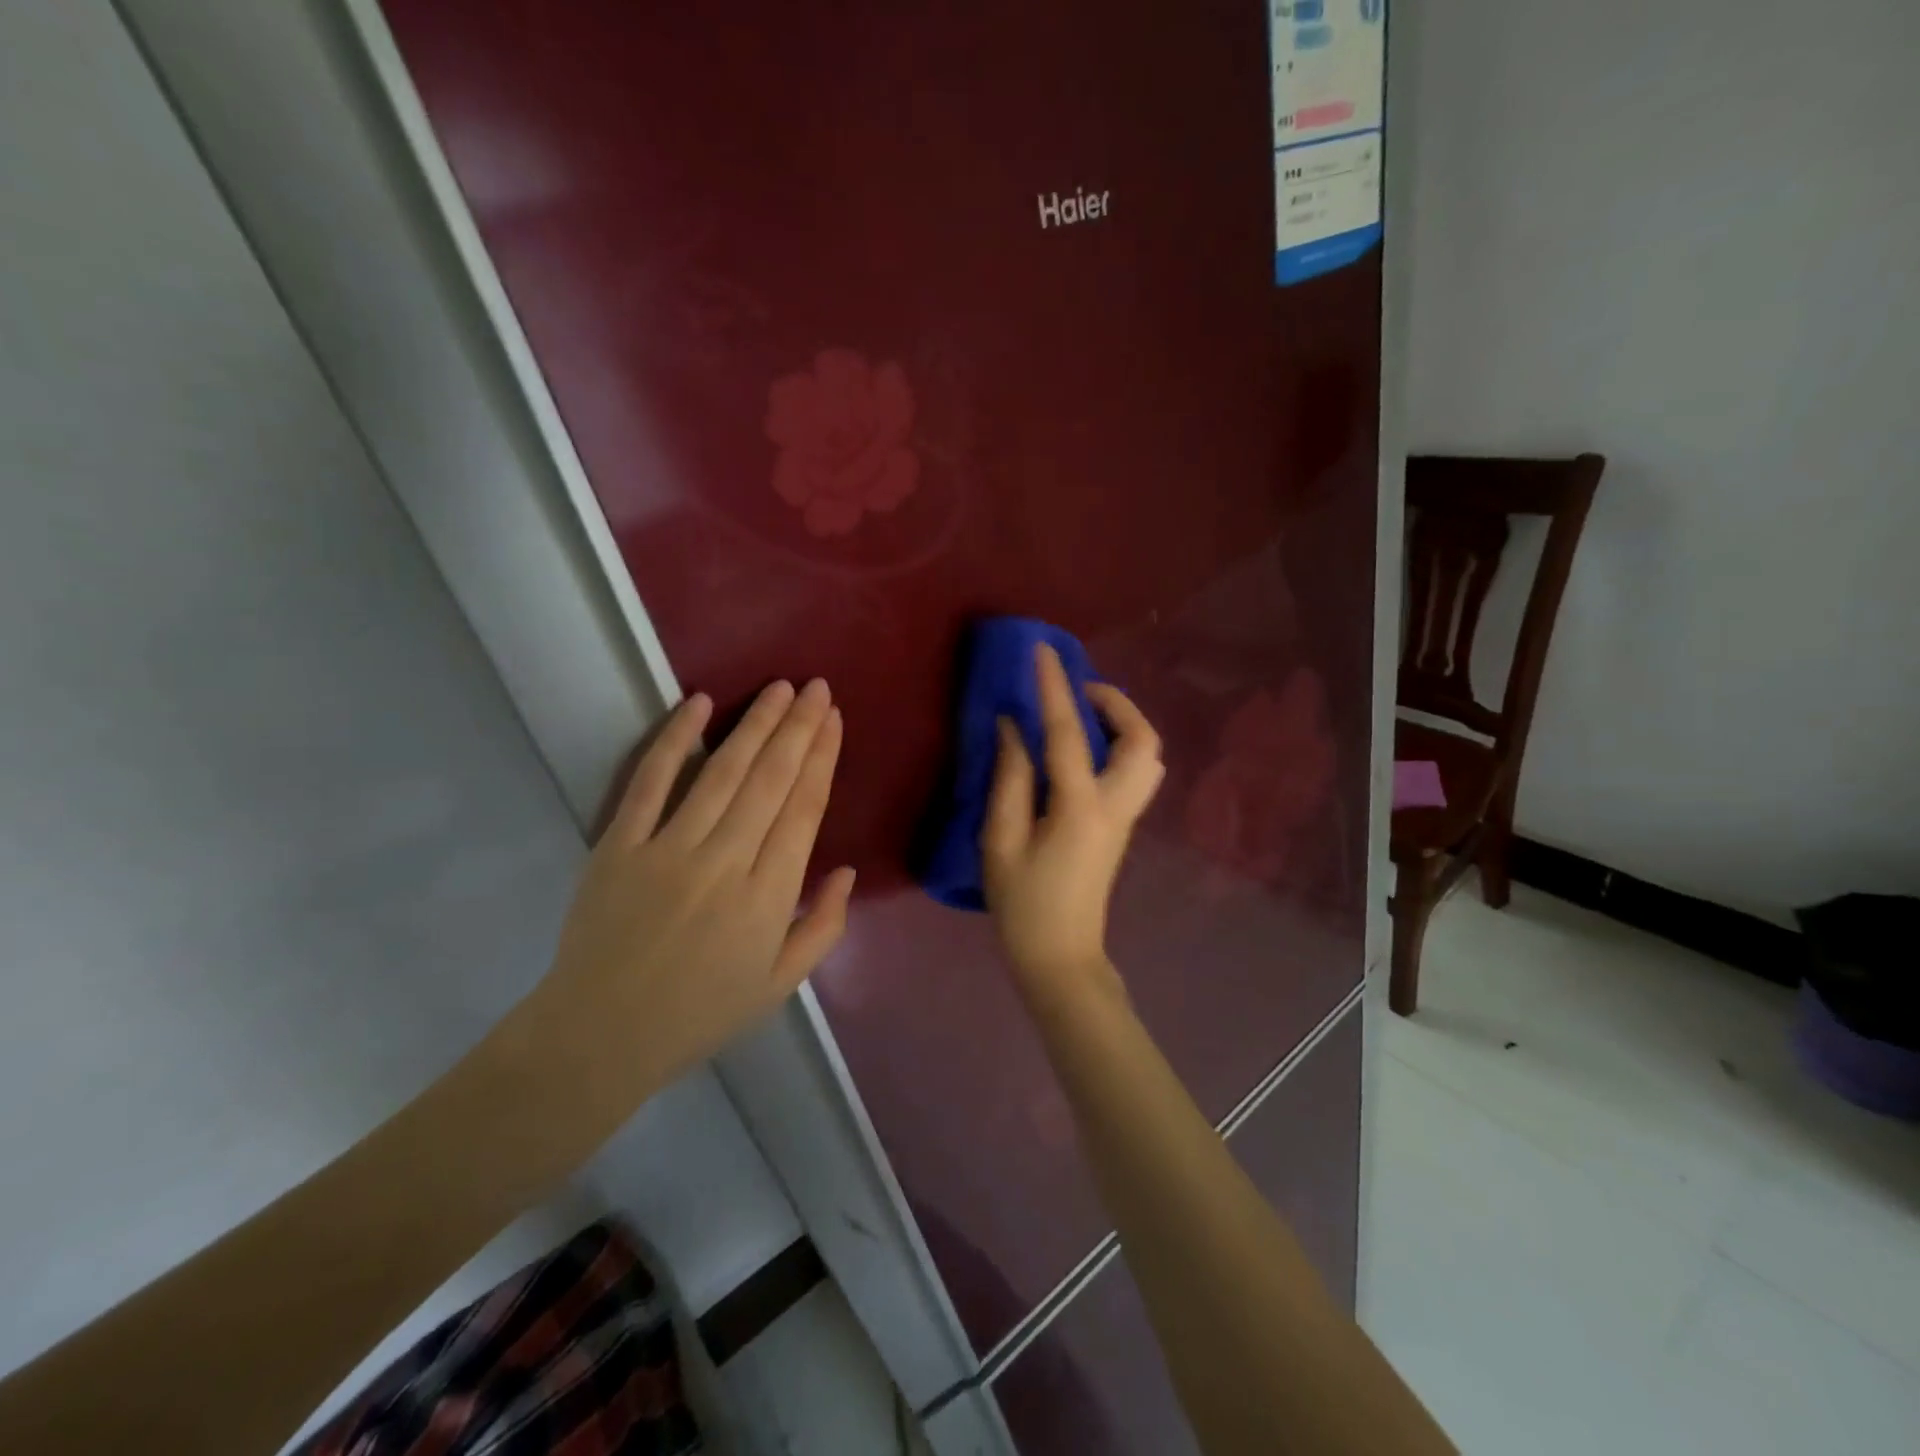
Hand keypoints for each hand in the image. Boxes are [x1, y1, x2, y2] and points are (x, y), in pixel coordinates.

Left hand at [535, 679, 855, 1099]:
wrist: (600, 1037)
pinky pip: (650, 783)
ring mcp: (669, 850)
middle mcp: (725, 862)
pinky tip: (698, 704)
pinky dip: (674, 740)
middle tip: (816, 687)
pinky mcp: (619, 846)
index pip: (804, 809)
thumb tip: (846, 870)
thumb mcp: (779, 986)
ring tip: (779, 688)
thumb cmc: (700, 1014)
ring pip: (722, 772)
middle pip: (771, 780)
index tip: (833, 720)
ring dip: (754, 724)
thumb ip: (823, 927)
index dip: (822, 758)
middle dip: (798, 727)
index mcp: (769, 897)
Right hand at [981, 644, 1164, 1004]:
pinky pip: (1134, 772)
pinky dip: (1117, 746)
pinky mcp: (1122, 828)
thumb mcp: (1000, 841)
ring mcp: (1126, 818)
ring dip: (1122, 725)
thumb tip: (1013, 727)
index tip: (1042, 652)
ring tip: (1082, 717)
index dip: (1054, 688)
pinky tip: (1082, 752)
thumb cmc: (1023, 904)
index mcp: (1080, 807)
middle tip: (1077, 691)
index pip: (1068, 732)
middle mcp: (1115, 806)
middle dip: (1115, 703)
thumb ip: (1009, 778)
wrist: (1061, 957)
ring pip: (1147, 756)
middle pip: (1142, 739)